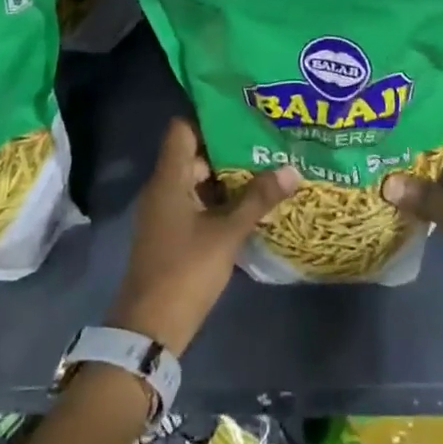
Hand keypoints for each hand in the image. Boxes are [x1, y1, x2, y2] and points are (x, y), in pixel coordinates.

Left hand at [107, 118, 299, 354]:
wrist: (150, 330)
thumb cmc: (185, 271)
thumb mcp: (227, 233)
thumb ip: (258, 199)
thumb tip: (293, 168)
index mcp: (168, 179)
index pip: (182, 129)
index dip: (209, 118)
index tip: (243, 114)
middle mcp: (163, 189)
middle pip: (194, 154)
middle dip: (228, 148)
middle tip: (265, 140)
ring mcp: (166, 213)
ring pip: (198, 180)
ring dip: (227, 175)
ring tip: (266, 166)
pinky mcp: (172, 234)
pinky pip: (197, 203)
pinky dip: (220, 199)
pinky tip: (250, 202)